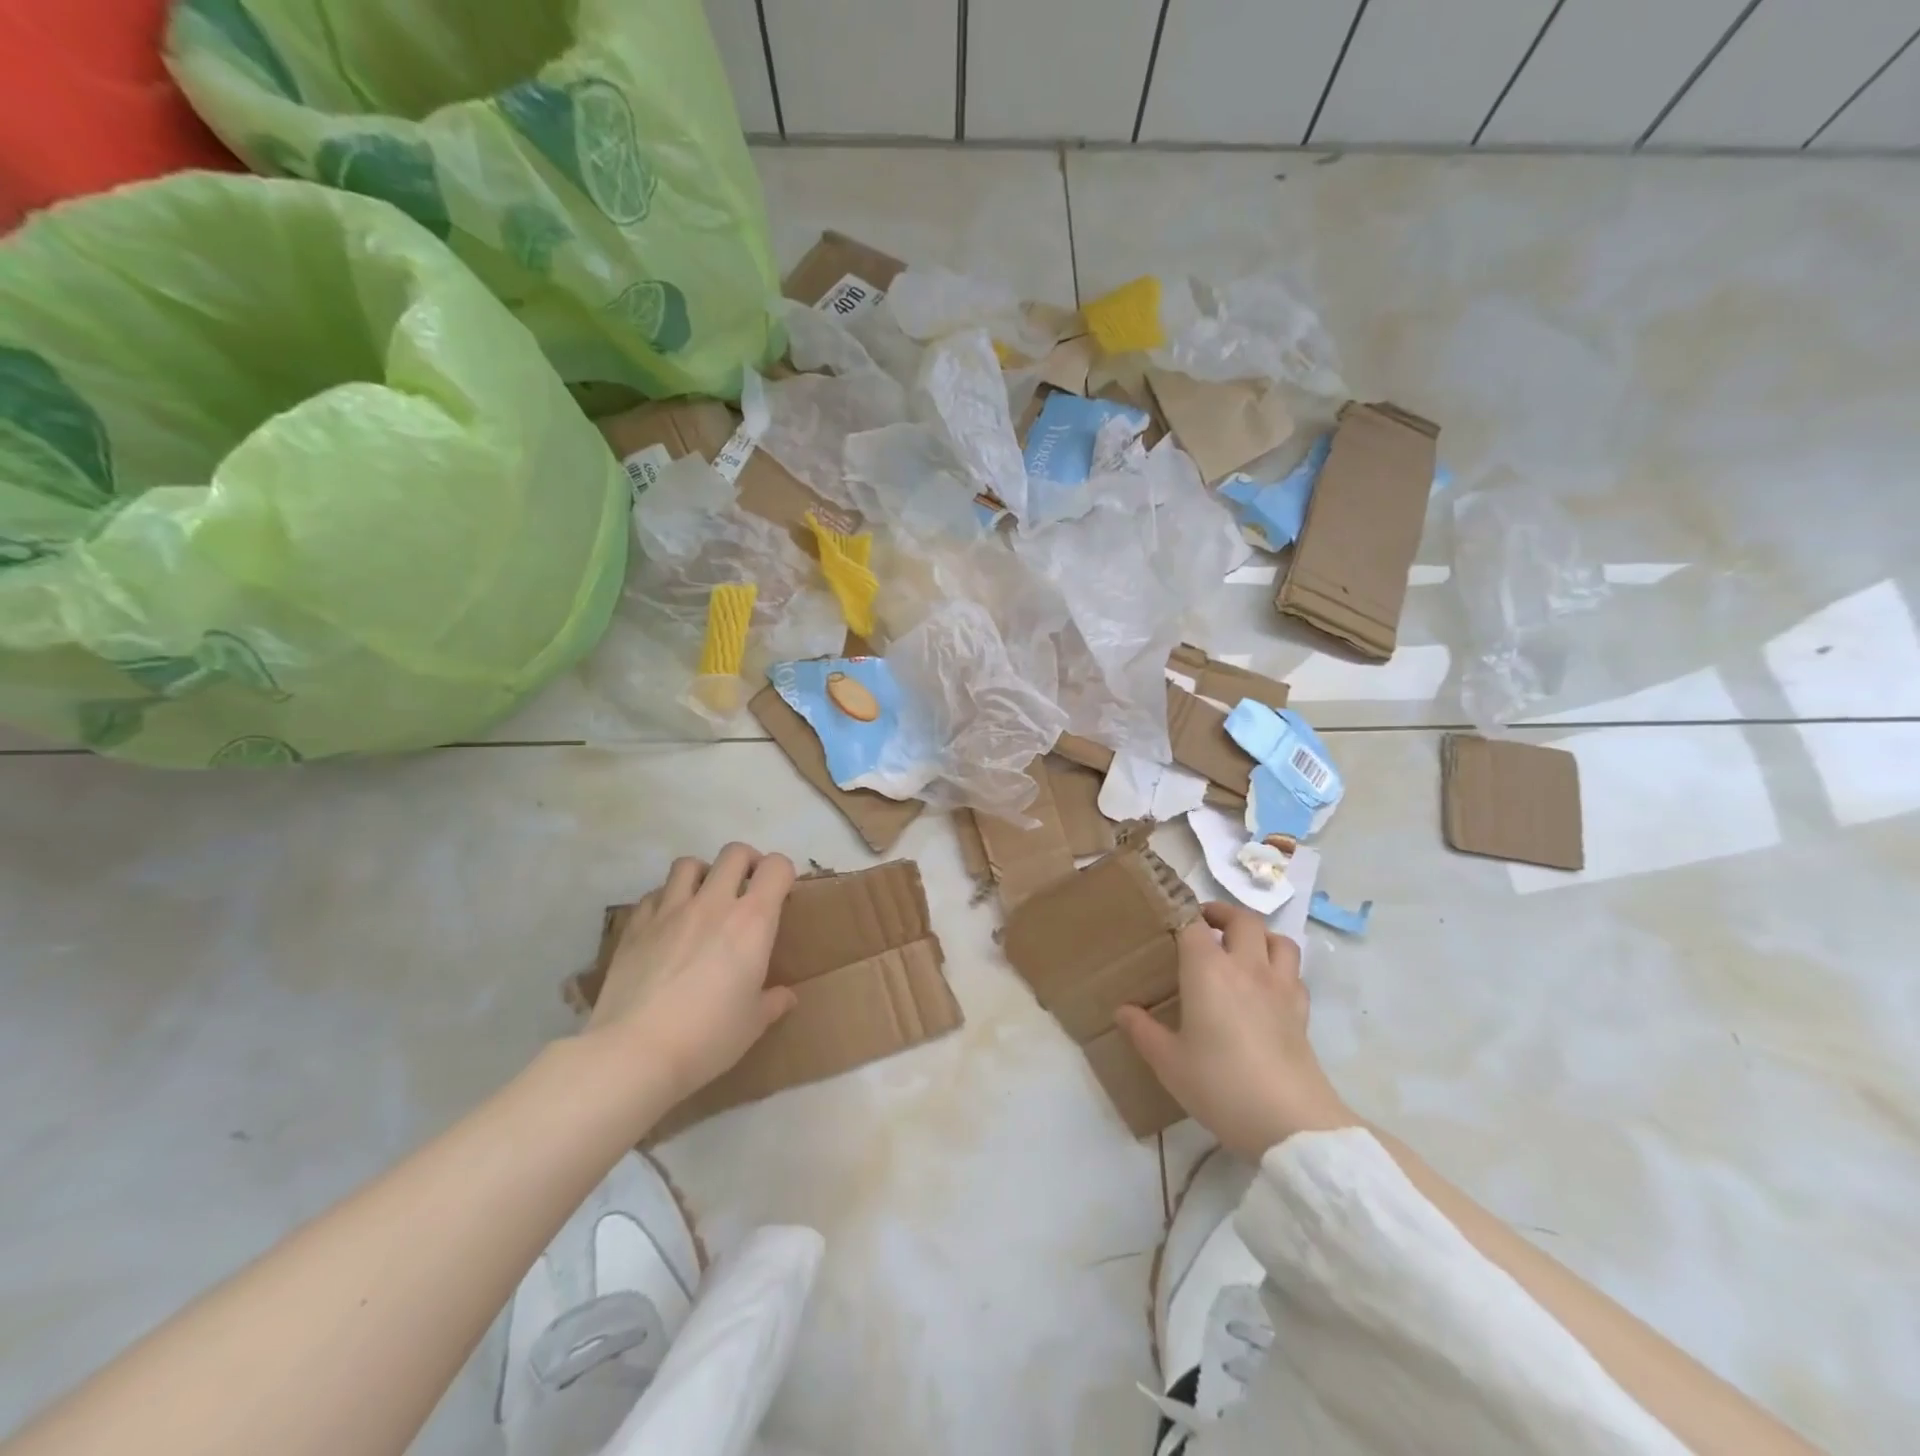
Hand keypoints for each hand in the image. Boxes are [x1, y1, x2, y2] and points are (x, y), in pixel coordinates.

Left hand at [588, 843, 798, 1107]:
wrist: (635, 1052)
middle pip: (734, 852)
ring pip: (689, 864)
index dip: (784, 873)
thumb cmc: (708, 1037)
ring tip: (705, 899)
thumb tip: (786, 996)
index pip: (776, 867)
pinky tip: (667, 925)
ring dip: (703, 874)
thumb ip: (773, 1002)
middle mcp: (713, 903)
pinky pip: (654, 895)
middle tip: (747, 888)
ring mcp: (669, 910)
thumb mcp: (752, 1024)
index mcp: (752, 921)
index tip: (782, 895)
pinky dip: (666, 900)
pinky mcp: (635, 926)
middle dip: (747, 862)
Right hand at [1116, 902, 1355, 1159]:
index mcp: (1208, 970)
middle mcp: (1246, 967)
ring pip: (1278, 939)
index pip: (1193, 924)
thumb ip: (1143, 1031)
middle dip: (1222, 914)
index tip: (1168, 918)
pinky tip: (1267, 986)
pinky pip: (1294, 972)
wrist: (1290, 1122)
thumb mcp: (1169, 1062)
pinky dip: (1280, 967)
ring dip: (1259, 935)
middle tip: (1204, 925)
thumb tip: (1122, 1011)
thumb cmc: (1220, 1084)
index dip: (1181, 914)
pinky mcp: (1302, 1011)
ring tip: (1241, 948)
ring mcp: (1280, 987)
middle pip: (1243, 919)